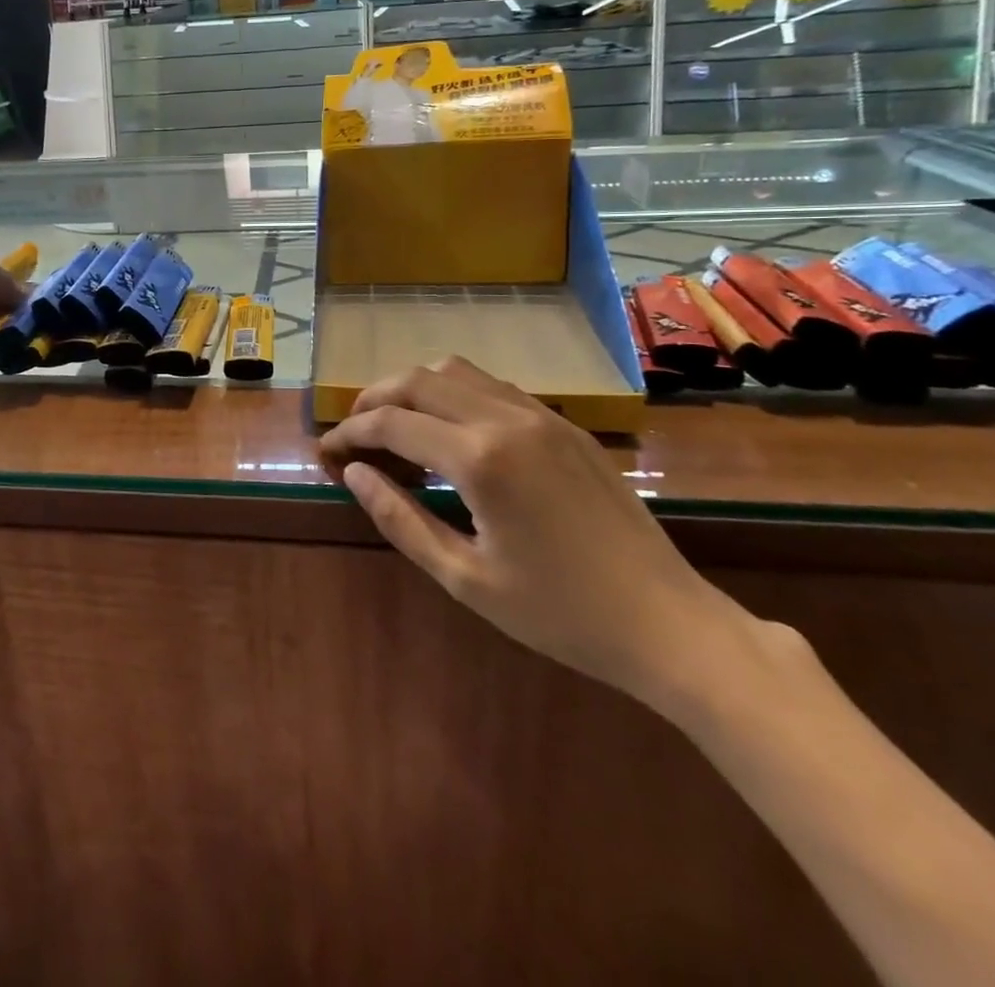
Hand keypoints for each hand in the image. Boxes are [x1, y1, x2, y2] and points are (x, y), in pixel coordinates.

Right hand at [317, 357, 749, 705]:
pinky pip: (493, 387)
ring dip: (414, 388)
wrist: (667, 622)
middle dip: (374, 398)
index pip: (391, 422)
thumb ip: (400, 519)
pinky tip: (450, 431)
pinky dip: (454, 393)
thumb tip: (354, 474)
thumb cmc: (559, 613)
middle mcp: (507, 419)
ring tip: (395, 424)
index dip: (350, 432)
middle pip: (418, 380)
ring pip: (457, 371)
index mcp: (480, 459)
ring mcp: (541, 415)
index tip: (327, 452)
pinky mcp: (565, 425)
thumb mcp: (465, 578)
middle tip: (353, 432)